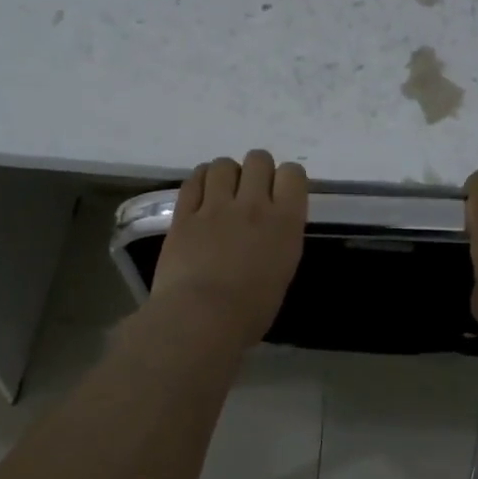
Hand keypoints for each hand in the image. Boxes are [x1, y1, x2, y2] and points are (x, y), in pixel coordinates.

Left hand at [148, 151, 307, 349]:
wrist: (201, 319)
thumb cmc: (250, 312)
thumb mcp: (282, 273)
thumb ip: (279, 241)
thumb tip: (268, 233)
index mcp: (285, 223)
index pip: (293, 174)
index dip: (288, 179)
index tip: (282, 193)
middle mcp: (253, 206)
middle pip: (259, 159)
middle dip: (257, 170)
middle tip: (251, 191)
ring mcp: (215, 207)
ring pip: (223, 164)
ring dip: (227, 174)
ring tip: (223, 192)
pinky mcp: (183, 214)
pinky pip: (193, 181)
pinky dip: (200, 181)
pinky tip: (201, 194)